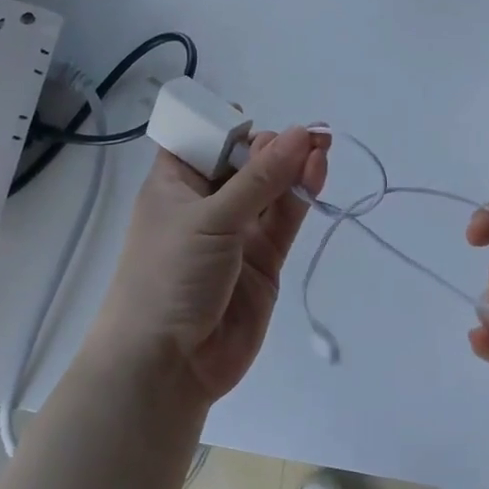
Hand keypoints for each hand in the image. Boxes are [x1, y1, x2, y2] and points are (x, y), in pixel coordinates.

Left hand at [94, 127, 328, 403]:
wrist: (168, 365)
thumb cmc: (169, 276)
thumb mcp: (210, 219)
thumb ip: (260, 179)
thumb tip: (300, 133)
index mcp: (175, 184)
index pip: (202, 140)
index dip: (228, 126)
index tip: (254, 123)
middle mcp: (207, 203)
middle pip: (245, 162)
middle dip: (272, 146)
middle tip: (303, 138)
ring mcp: (238, 232)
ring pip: (271, 189)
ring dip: (293, 166)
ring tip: (320, 145)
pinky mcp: (264, 259)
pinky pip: (285, 218)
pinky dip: (301, 195)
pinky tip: (316, 170)